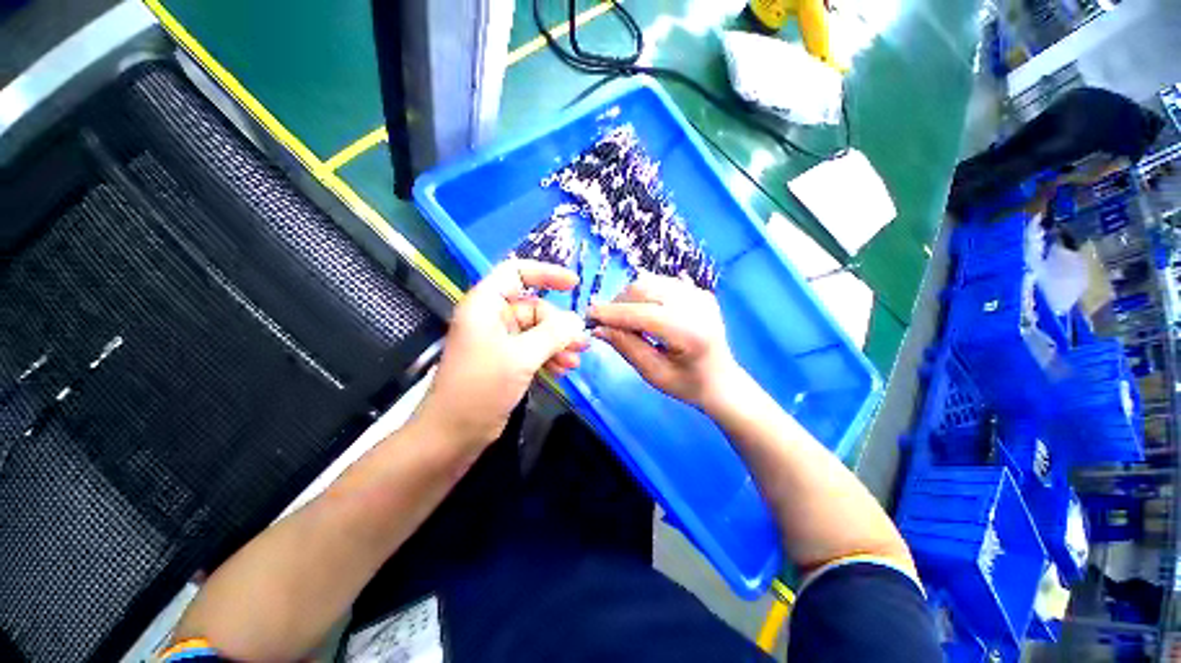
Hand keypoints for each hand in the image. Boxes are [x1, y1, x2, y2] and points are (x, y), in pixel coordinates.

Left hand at [417, 260, 588, 448]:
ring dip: (558, 344)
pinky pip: (533, 350)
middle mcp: (492, 318)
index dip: (546, 274)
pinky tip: (564, 370)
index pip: (516, 272)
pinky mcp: (505, 361)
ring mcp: (499, 341)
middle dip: (559, 325)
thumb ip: (552, 334)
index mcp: (486, 305)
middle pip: (534, 308)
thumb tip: (577, 320)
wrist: (453, 434)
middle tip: (582, 343)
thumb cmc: (481, 387)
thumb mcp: (521, 356)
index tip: (574, 285)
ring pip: (537, 331)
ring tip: (576, 360)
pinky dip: (549, 357)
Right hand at [588, 272, 741, 410]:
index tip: (588, 316)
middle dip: (618, 304)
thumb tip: (598, 328)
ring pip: (649, 281)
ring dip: (629, 298)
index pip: (642, 314)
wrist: (722, 380)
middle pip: (643, 289)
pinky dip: (643, 295)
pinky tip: (643, 313)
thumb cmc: (688, 384)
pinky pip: (659, 283)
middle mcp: (697, 305)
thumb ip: (626, 347)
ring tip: (625, 320)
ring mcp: (699, 293)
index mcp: (690, 333)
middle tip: (607, 323)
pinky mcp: (698, 290)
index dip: (612, 313)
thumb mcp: (653, 373)